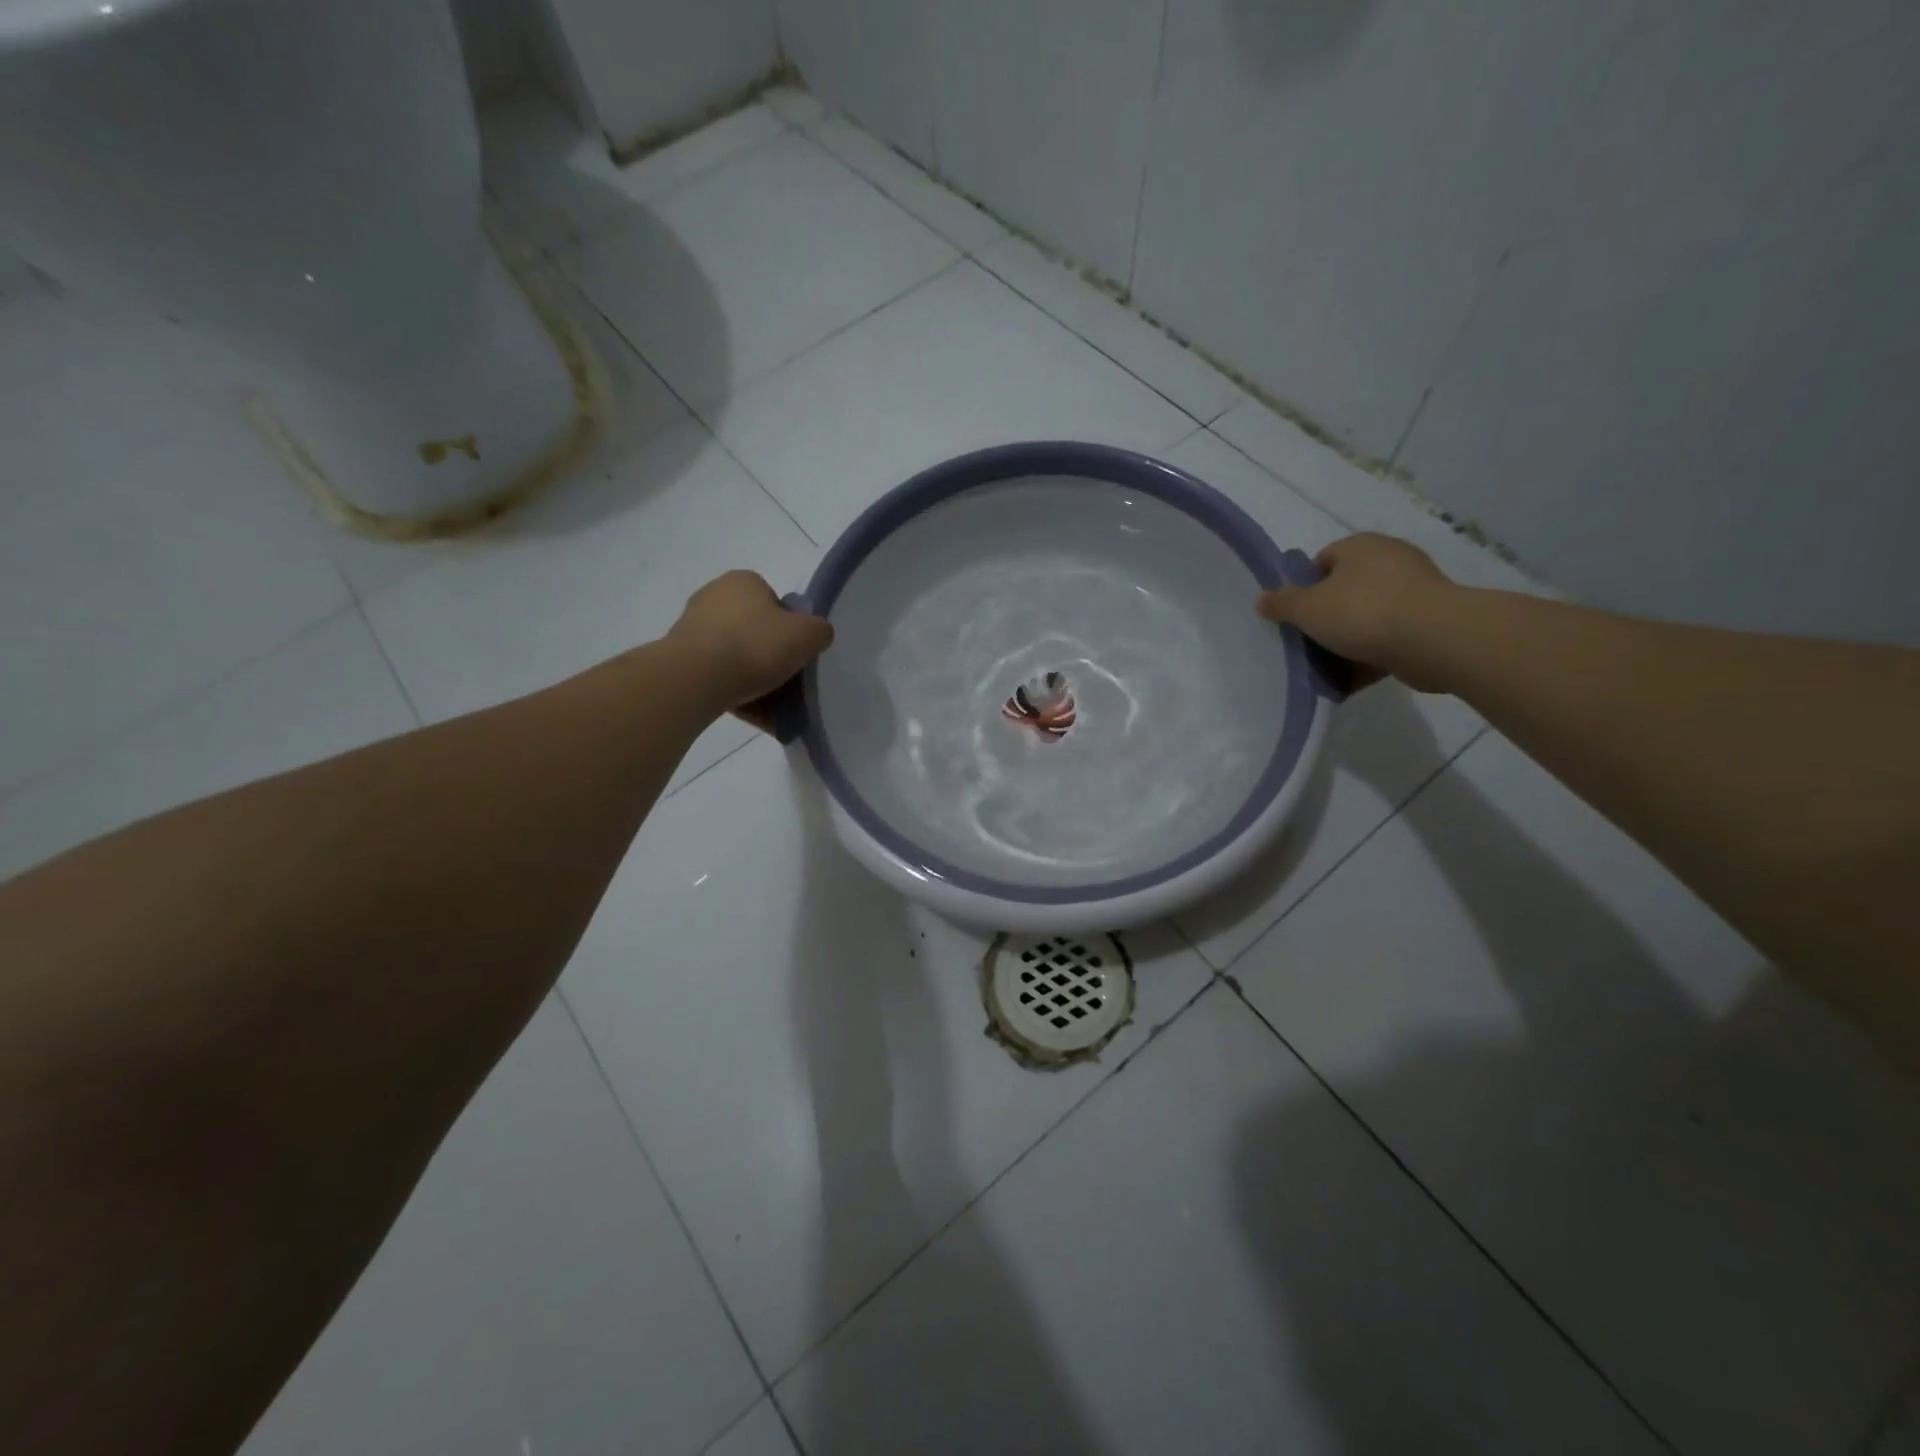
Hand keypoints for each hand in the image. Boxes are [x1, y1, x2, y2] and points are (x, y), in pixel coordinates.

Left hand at [668, 570, 832, 725]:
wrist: (695, 679)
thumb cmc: (755, 646)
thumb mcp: (807, 635)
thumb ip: (819, 631)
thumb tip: (815, 635)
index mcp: (743, 581)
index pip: (774, 602)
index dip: (790, 628)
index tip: (795, 653)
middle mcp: (713, 596)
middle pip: (754, 630)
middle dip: (770, 655)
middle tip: (786, 681)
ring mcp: (692, 627)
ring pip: (736, 656)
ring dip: (753, 678)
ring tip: (771, 707)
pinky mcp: (679, 658)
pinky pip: (717, 676)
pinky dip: (735, 692)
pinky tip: (752, 714)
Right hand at [1256, 534, 1455, 692]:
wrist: (1434, 640)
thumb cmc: (1362, 612)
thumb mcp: (1306, 608)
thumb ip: (1281, 603)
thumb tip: (1262, 599)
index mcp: (1360, 547)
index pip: (1322, 561)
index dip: (1304, 588)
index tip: (1296, 617)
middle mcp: (1389, 561)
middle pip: (1343, 591)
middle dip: (1325, 618)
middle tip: (1308, 642)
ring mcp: (1413, 592)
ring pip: (1366, 618)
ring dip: (1347, 641)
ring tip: (1327, 667)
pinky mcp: (1428, 622)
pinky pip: (1388, 639)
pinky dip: (1369, 657)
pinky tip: (1351, 679)